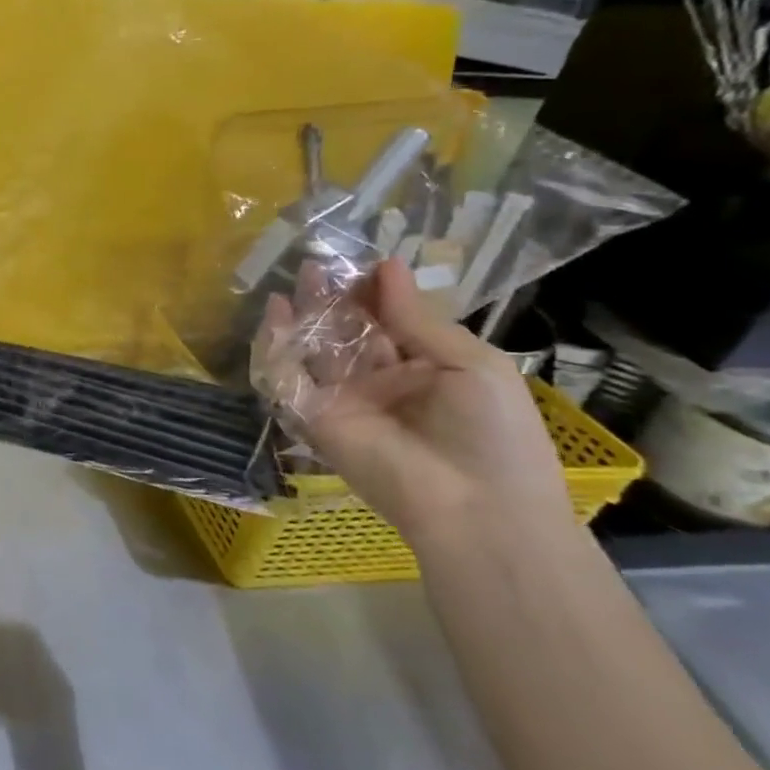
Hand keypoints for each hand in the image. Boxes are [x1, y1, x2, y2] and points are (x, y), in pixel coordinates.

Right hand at [256, 260, 570, 544]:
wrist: (476, 506)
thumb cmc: (492, 433)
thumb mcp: (471, 364)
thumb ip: (418, 318)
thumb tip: (388, 266)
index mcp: (421, 368)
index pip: (387, 321)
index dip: (375, 292)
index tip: (366, 264)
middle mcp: (377, 381)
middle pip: (346, 331)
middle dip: (335, 298)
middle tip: (320, 264)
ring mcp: (342, 399)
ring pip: (314, 348)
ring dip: (306, 314)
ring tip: (302, 278)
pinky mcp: (313, 416)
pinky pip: (287, 377)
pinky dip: (276, 346)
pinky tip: (277, 313)